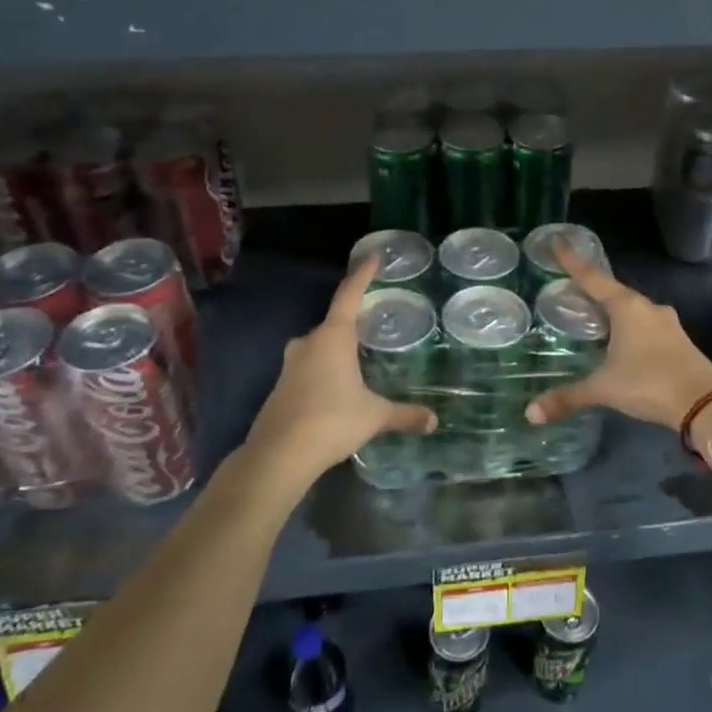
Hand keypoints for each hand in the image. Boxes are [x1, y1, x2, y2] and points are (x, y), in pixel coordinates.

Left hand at [238, 255, 436, 491]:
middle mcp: (308, 343)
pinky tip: (336, 391)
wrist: (278, 455)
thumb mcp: (374, 416)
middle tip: (372, 325)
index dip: (363, 274)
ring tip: (358, 362)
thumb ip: (404, 414)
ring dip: (336, 352)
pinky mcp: (281, 388)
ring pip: (318, 348)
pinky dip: (323, 373)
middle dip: (352, 324)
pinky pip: (308, 369)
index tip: (373, 256)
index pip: (349, 295)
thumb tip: (433, 420)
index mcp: (333, 337)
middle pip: (333, 324)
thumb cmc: (331, 421)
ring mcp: (290, 365)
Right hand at [524, 246, 711, 431]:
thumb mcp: (604, 389)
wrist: (706, 404)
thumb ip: (568, 397)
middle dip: (593, 289)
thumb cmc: (649, 384)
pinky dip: (631, 328)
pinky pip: (647, 326)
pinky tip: (622, 342)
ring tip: (595, 317)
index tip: (558, 239)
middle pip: (614, 291)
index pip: (593, 277)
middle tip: (572, 288)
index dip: (572, 260)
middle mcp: (648, 308)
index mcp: (627, 307)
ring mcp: (668, 323)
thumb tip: (531, 413)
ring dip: (614, 310)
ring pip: (634, 310)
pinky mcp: (680, 341)